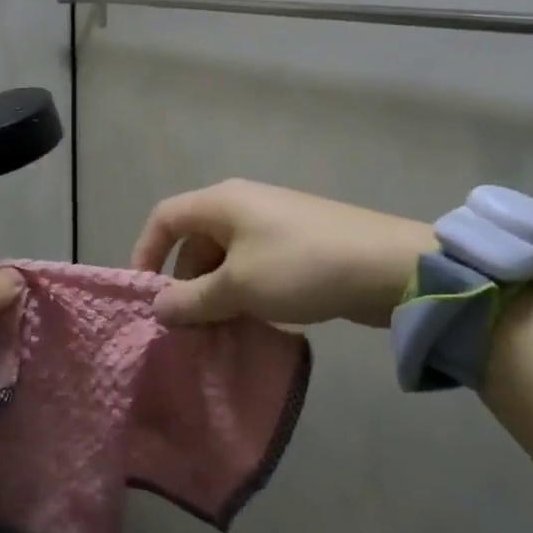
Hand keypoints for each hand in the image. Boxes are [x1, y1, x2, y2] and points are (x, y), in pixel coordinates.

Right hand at [130, 179, 435, 328]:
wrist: (388, 266)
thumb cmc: (299, 267)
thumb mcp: (238, 287)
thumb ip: (193, 299)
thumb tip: (159, 307)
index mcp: (221, 202)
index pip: (165, 217)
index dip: (146, 252)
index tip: (145, 294)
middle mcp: (242, 205)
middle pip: (195, 239)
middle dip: (185, 281)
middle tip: (188, 324)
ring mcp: (272, 223)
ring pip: (225, 256)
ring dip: (215, 292)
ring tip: (219, 330)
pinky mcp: (297, 243)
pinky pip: (254, 265)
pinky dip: (244, 291)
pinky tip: (253, 321)